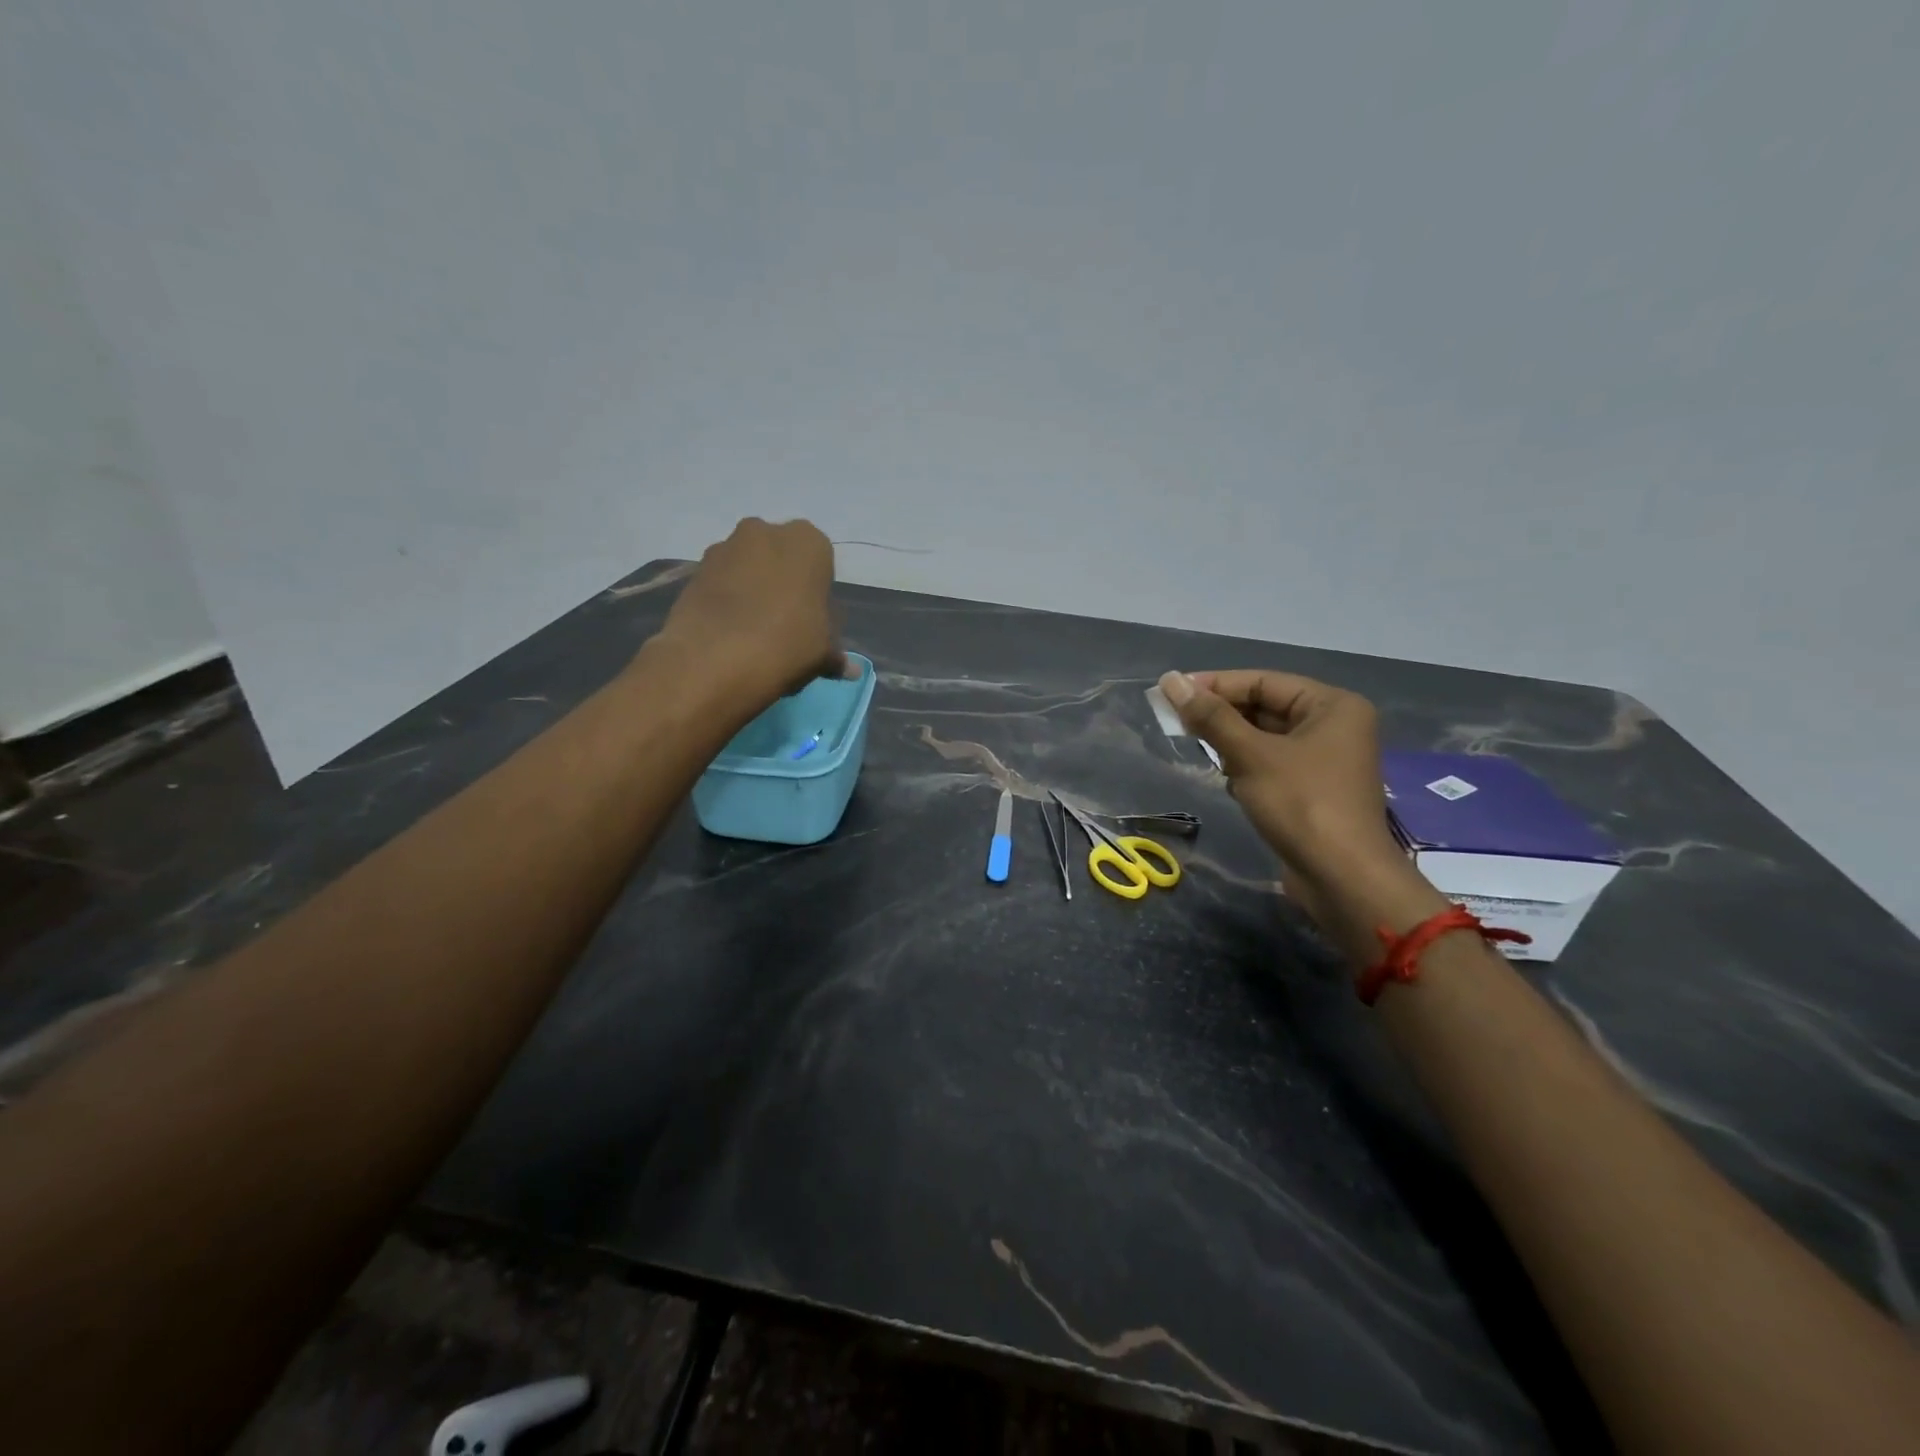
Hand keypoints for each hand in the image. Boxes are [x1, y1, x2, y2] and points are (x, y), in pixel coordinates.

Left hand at [659, 518, 845, 700]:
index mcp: (808, 542)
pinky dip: (726, 600)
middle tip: (785, 625)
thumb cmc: (787, 644)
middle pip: (781, 558)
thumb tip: (851, 670)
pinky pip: (721, 582)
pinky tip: (728, 633)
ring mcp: (725, 547)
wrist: (715, 659)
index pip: (822, 563)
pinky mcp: (695, 569)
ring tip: (752, 632)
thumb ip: (836, 655)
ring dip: (752, 590)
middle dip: (783, 584)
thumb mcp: (823, 653)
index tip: (813, 621)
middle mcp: (765, 531)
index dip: (817, 594)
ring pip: (748, 567)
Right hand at [1158, 668, 1402, 883]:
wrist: (1342, 878)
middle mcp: (1334, 726)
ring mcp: (1325, 760)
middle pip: (1265, 707)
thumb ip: (1211, 717)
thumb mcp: (1251, 756)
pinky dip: (1245, 766)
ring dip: (1231, 742)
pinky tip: (1227, 780)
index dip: (1215, 684)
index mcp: (1332, 706)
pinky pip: (1271, 764)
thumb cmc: (1302, 804)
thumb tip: (1170, 680)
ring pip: (1265, 737)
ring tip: (1198, 747)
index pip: (1263, 681)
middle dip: (1222, 715)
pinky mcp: (1313, 790)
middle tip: (1176, 720)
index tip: (1172, 692)